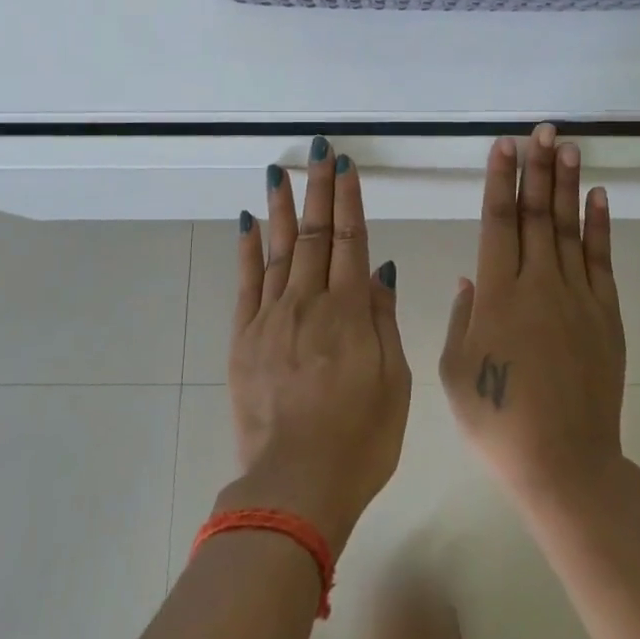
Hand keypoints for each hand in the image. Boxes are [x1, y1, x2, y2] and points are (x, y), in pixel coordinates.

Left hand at [220, 138, 411, 554]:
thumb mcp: (394, 383)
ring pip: (277, 248)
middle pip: (314, 234)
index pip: (351, 239)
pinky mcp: (244, 338)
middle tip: (318, 150)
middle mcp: (309, 302)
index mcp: (349, 312)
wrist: (295, 488)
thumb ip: (383, 319)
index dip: (348, 199)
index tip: (345, 166)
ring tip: (279, 171)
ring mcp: (272, 318)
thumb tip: (379, 266)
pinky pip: (246, 283)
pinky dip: (246, 250)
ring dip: (280, 207)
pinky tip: (247, 222)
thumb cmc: (359, 440)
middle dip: (318, 188)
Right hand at [440, 126, 625, 511]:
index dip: (500, 179)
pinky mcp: (605, 314)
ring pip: (569, 226)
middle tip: (541, 130)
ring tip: (567, 146)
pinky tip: (597, 196)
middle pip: (535, 212)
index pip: (498, 220)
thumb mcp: (454, 370)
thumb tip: (471, 277)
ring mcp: (576, 295)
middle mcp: (537, 282)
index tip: (504, 146)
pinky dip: (600, 225)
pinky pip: (601, 259)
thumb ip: (463, 316)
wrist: (564, 463)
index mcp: (497, 292)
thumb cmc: (498, 419)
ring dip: (567, 184)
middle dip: (536, 167)